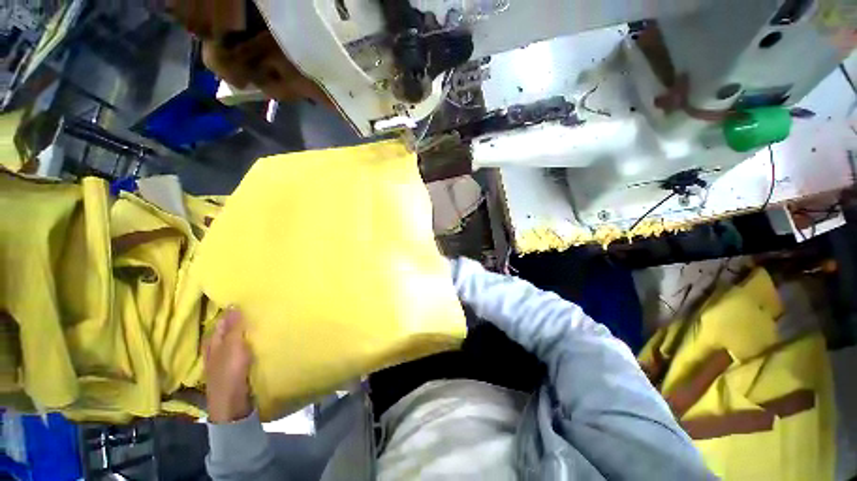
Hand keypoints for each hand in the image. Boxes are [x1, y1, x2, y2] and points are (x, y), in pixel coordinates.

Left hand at [205, 307, 253, 423]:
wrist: (232, 404)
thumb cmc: (229, 374)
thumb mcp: (232, 348)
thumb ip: (233, 327)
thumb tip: (233, 304)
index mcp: (213, 341)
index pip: (223, 319)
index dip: (234, 310)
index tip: (251, 299)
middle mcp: (217, 347)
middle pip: (229, 328)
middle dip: (242, 319)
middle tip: (261, 307)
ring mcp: (226, 357)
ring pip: (237, 338)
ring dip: (247, 330)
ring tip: (263, 319)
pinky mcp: (235, 365)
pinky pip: (243, 347)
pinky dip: (249, 341)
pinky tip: (260, 338)